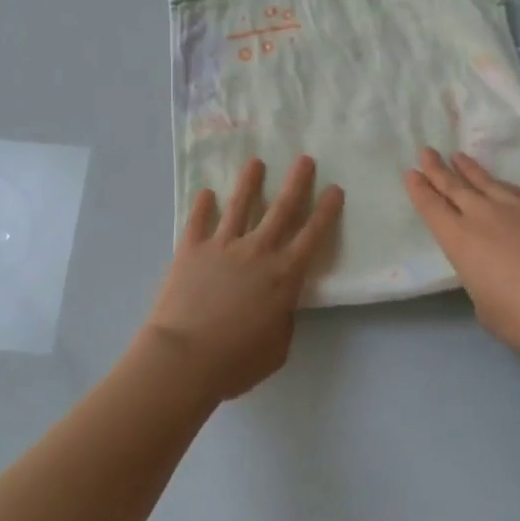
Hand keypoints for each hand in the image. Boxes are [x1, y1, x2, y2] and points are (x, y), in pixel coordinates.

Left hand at [140, 155, 343, 402]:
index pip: (312, 235)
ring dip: (250, 182)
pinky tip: (205, 193)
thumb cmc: (235, 361)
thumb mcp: (277, 349)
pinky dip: (202, 205)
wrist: (184, 358)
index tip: (335, 188)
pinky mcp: (190, 250)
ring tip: (256, 162)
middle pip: (282, 209)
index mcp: (284, 276)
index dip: (326, 211)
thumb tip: (279, 304)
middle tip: (305, 159)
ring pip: (239, 205)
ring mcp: (222, 246)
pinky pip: (198, 221)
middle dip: (297, 183)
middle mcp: (257, 251)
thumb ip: (283, 320)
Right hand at [405, 148, 519, 366]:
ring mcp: (518, 209)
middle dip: (438, 169)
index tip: (411, 172)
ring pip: (487, 182)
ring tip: (458, 157)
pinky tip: (502, 184)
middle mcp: (484, 216)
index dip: (420, 189)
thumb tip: (493, 272)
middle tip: (426, 152)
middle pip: (455, 186)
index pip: (432, 208)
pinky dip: (502, 184)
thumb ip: (482, 282)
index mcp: (460, 241)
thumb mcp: (486, 307)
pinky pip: (515, 190)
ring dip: (470, 169)